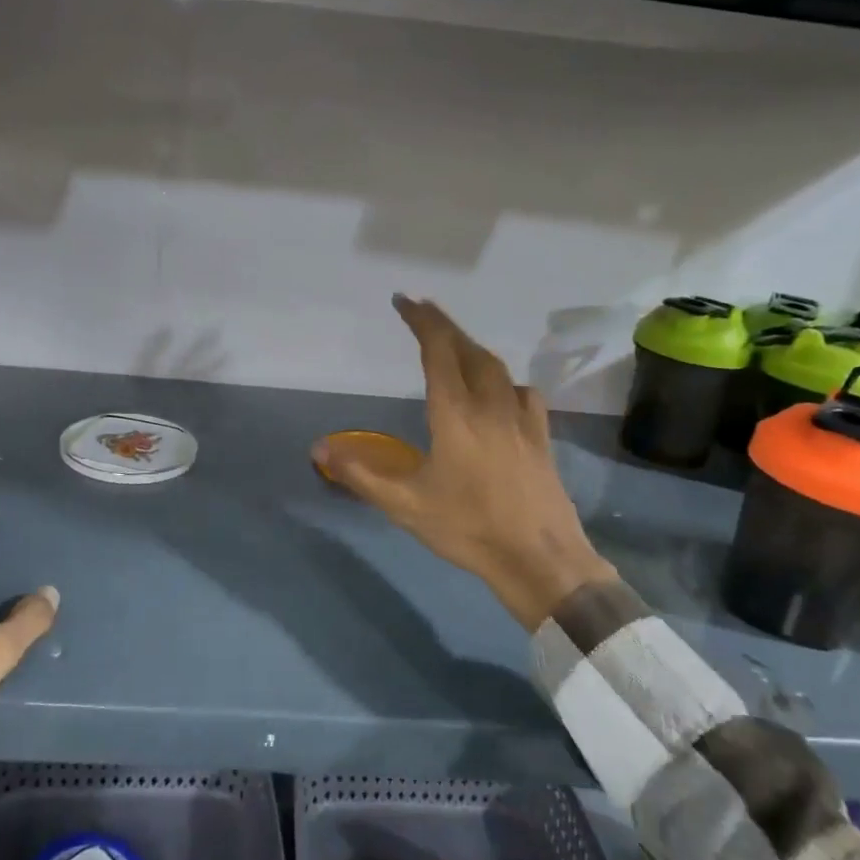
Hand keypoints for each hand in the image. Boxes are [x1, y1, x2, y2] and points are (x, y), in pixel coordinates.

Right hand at [312, 296, 612, 630]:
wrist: (539, 558)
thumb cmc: (469, 528)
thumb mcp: (405, 506)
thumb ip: (360, 475)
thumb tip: (318, 449)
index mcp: (456, 414)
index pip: (438, 352)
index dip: (421, 321)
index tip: (404, 301)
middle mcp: (491, 405)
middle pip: (469, 350)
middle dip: (445, 326)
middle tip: (424, 312)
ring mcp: (522, 420)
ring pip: (498, 368)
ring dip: (473, 349)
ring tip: (455, 347)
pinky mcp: (541, 437)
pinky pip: (522, 392)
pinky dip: (504, 380)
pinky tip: (500, 394)